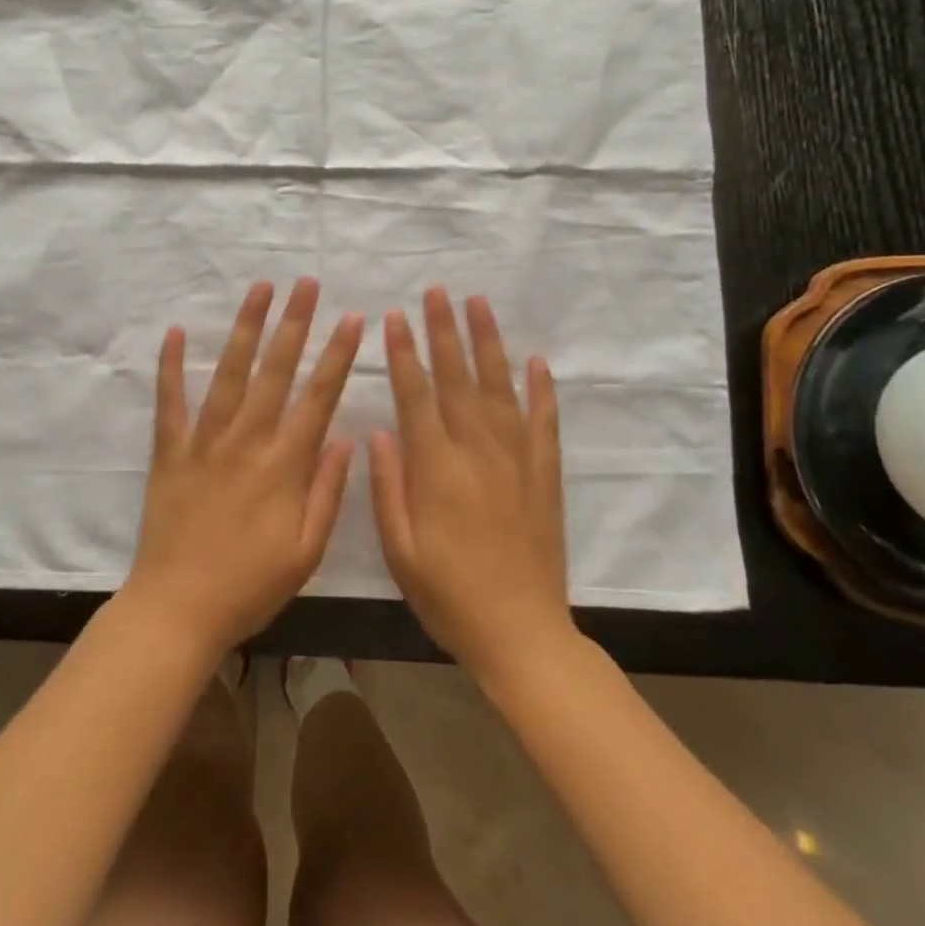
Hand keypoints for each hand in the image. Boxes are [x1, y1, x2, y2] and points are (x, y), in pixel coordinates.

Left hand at [124, 279, 362, 660]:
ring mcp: (204, 442)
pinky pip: (170, 401)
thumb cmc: (250, 587)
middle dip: (295, 323)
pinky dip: (171, 365)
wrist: (177, 610)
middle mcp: (247, 441)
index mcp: (284, 466)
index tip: (352, 318)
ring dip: (246, 328)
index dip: (338, 355)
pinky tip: (177, 331)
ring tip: (260, 288)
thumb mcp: (306, 553)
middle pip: (276, 371)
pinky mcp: (170, 451)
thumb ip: (328, 493)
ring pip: (229, 373)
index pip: (318, 398)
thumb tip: (346, 438)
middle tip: (306, 283)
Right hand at [370, 288, 573, 680]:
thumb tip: (379, 431)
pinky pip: (544, 423)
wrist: (522, 634)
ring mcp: (516, 460)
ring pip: (499, 388)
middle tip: (436, 291)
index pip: (416, 396)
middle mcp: (477, 452)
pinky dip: (541, 390)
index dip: (403, 353)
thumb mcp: (400, 549)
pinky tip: (536, 361)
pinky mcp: (545, 475)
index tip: (394, 317)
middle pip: (457, 378)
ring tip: (479, 304)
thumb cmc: (449, 595)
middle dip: (443, 330)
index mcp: (437, 469)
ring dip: (488, 343)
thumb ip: (388, 486)